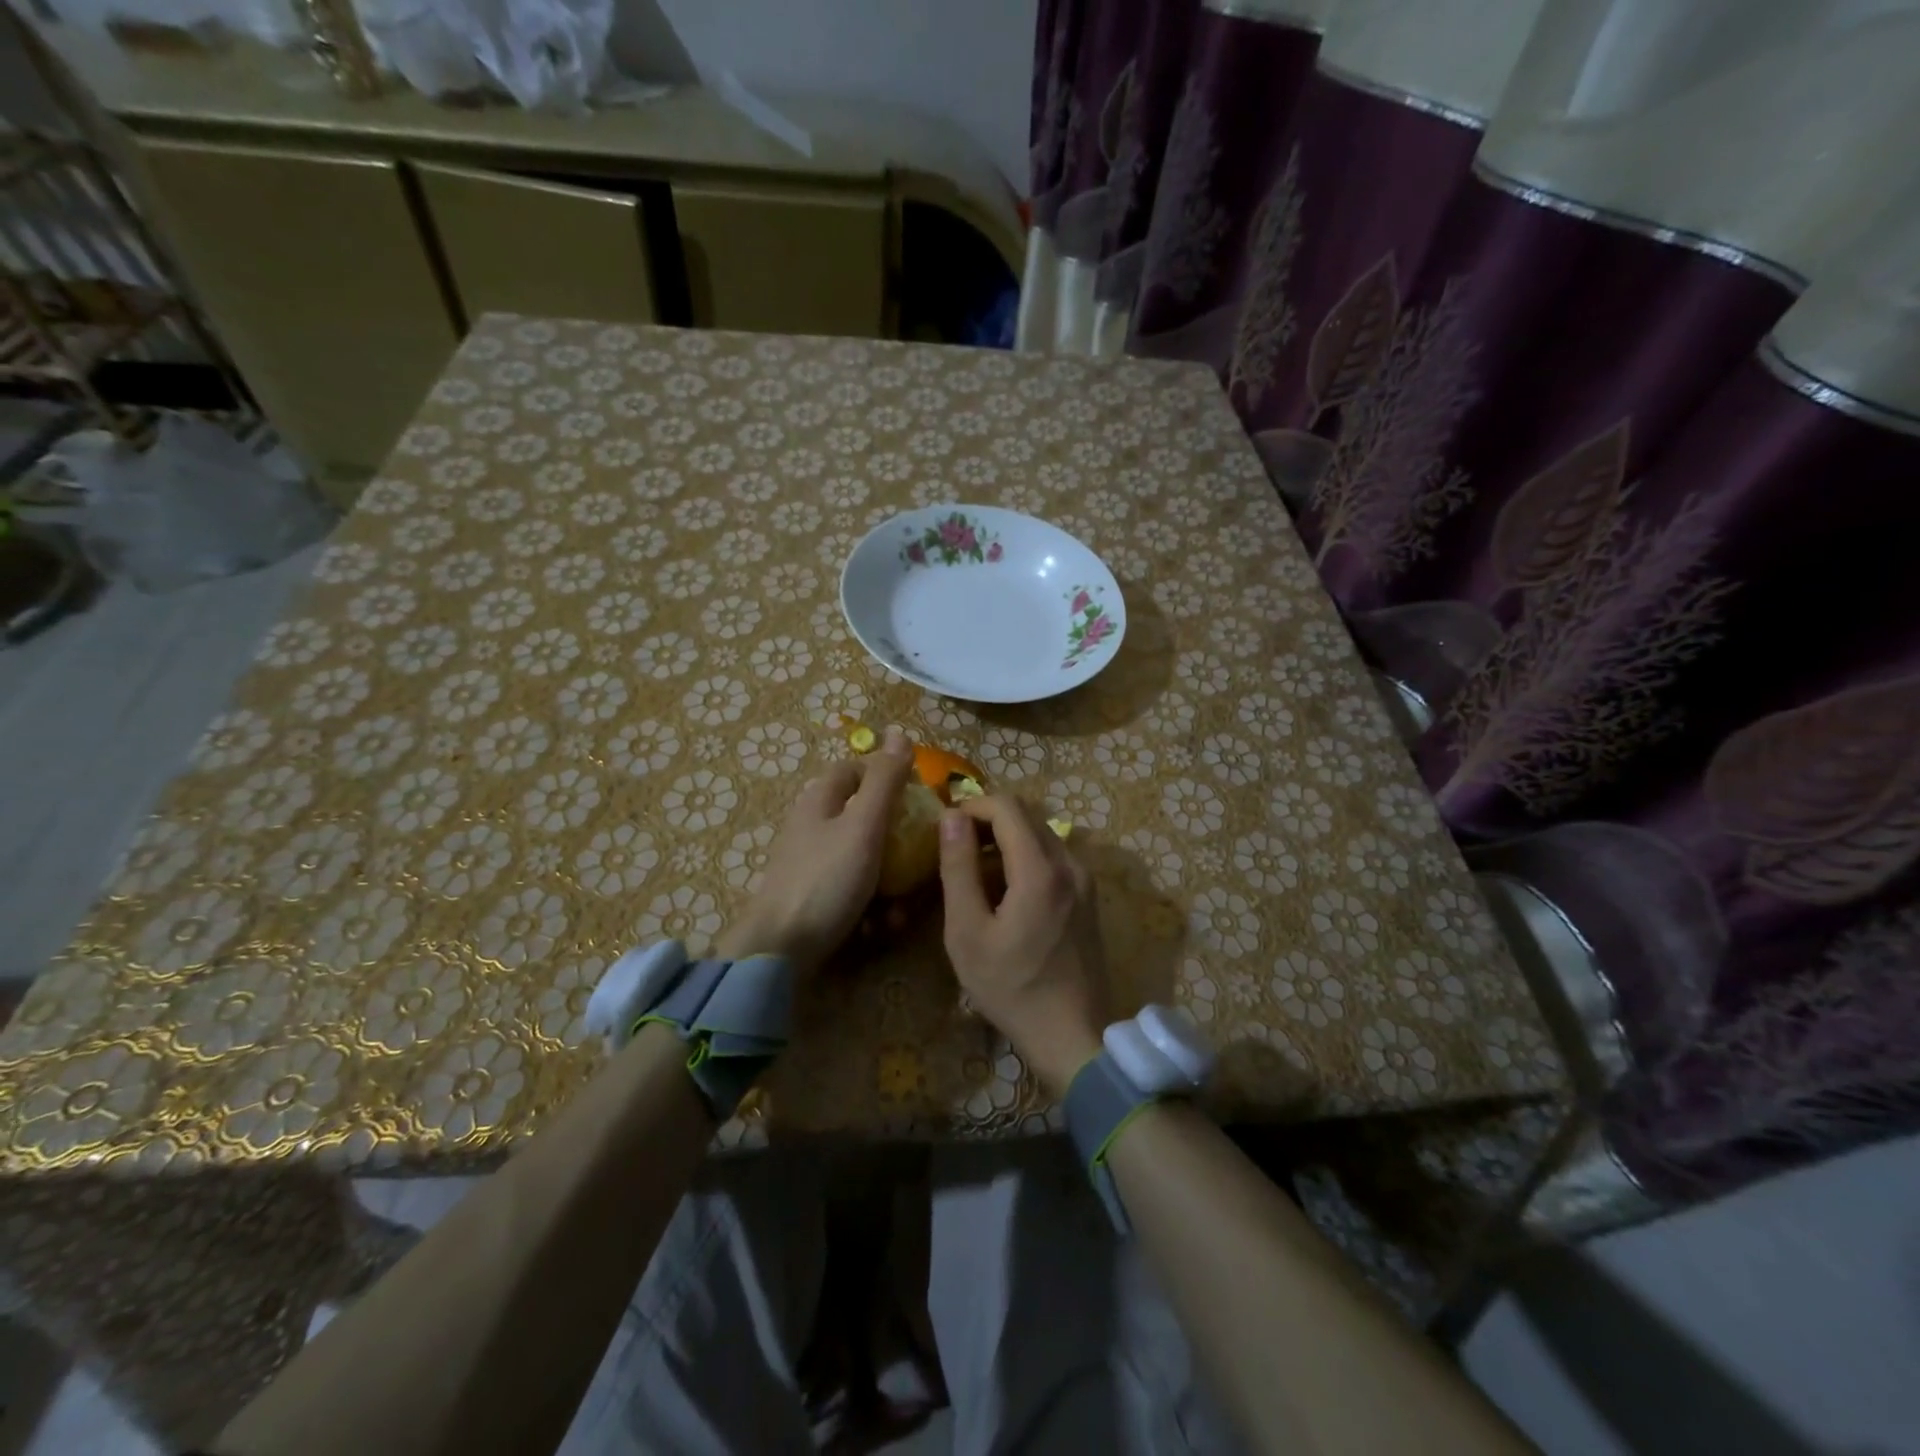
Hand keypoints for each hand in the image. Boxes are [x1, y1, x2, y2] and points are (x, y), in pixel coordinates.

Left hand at [717, 728, 913, 976]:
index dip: (884, 775)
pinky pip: (849, 891)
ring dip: (887, 880)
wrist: (779, 951)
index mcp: (819, 801)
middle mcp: (810, 827)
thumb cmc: (826, 880)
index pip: (852, 770)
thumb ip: (884, 781)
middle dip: (894, 838)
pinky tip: (880, 926)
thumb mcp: (863, 826)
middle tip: (919, 855)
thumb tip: (898, 730)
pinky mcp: (810, 899)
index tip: (916, 797)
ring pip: (860, 859)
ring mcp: (808, 865)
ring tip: (902, 907)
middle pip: (860, 817)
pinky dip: (869, 905)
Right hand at [939, 795, 1110, 1096]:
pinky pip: (1053, 856)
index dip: (972, 805)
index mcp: (1040, 869)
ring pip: (1041, 833)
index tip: (945, 826)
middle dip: (987, 819)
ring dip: (1006, 837)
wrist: (1074, 1036)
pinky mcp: (1088, 896)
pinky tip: (1005, 889)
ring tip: (974, 869)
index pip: (1007, 806)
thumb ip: (958, 869)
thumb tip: (952, 818)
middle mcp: (1070, 863)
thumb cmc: (1012, 988)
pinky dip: (1025, 856)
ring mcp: (1085, 879)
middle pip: (1027, 815)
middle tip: (955, 846)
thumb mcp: (968, 932)